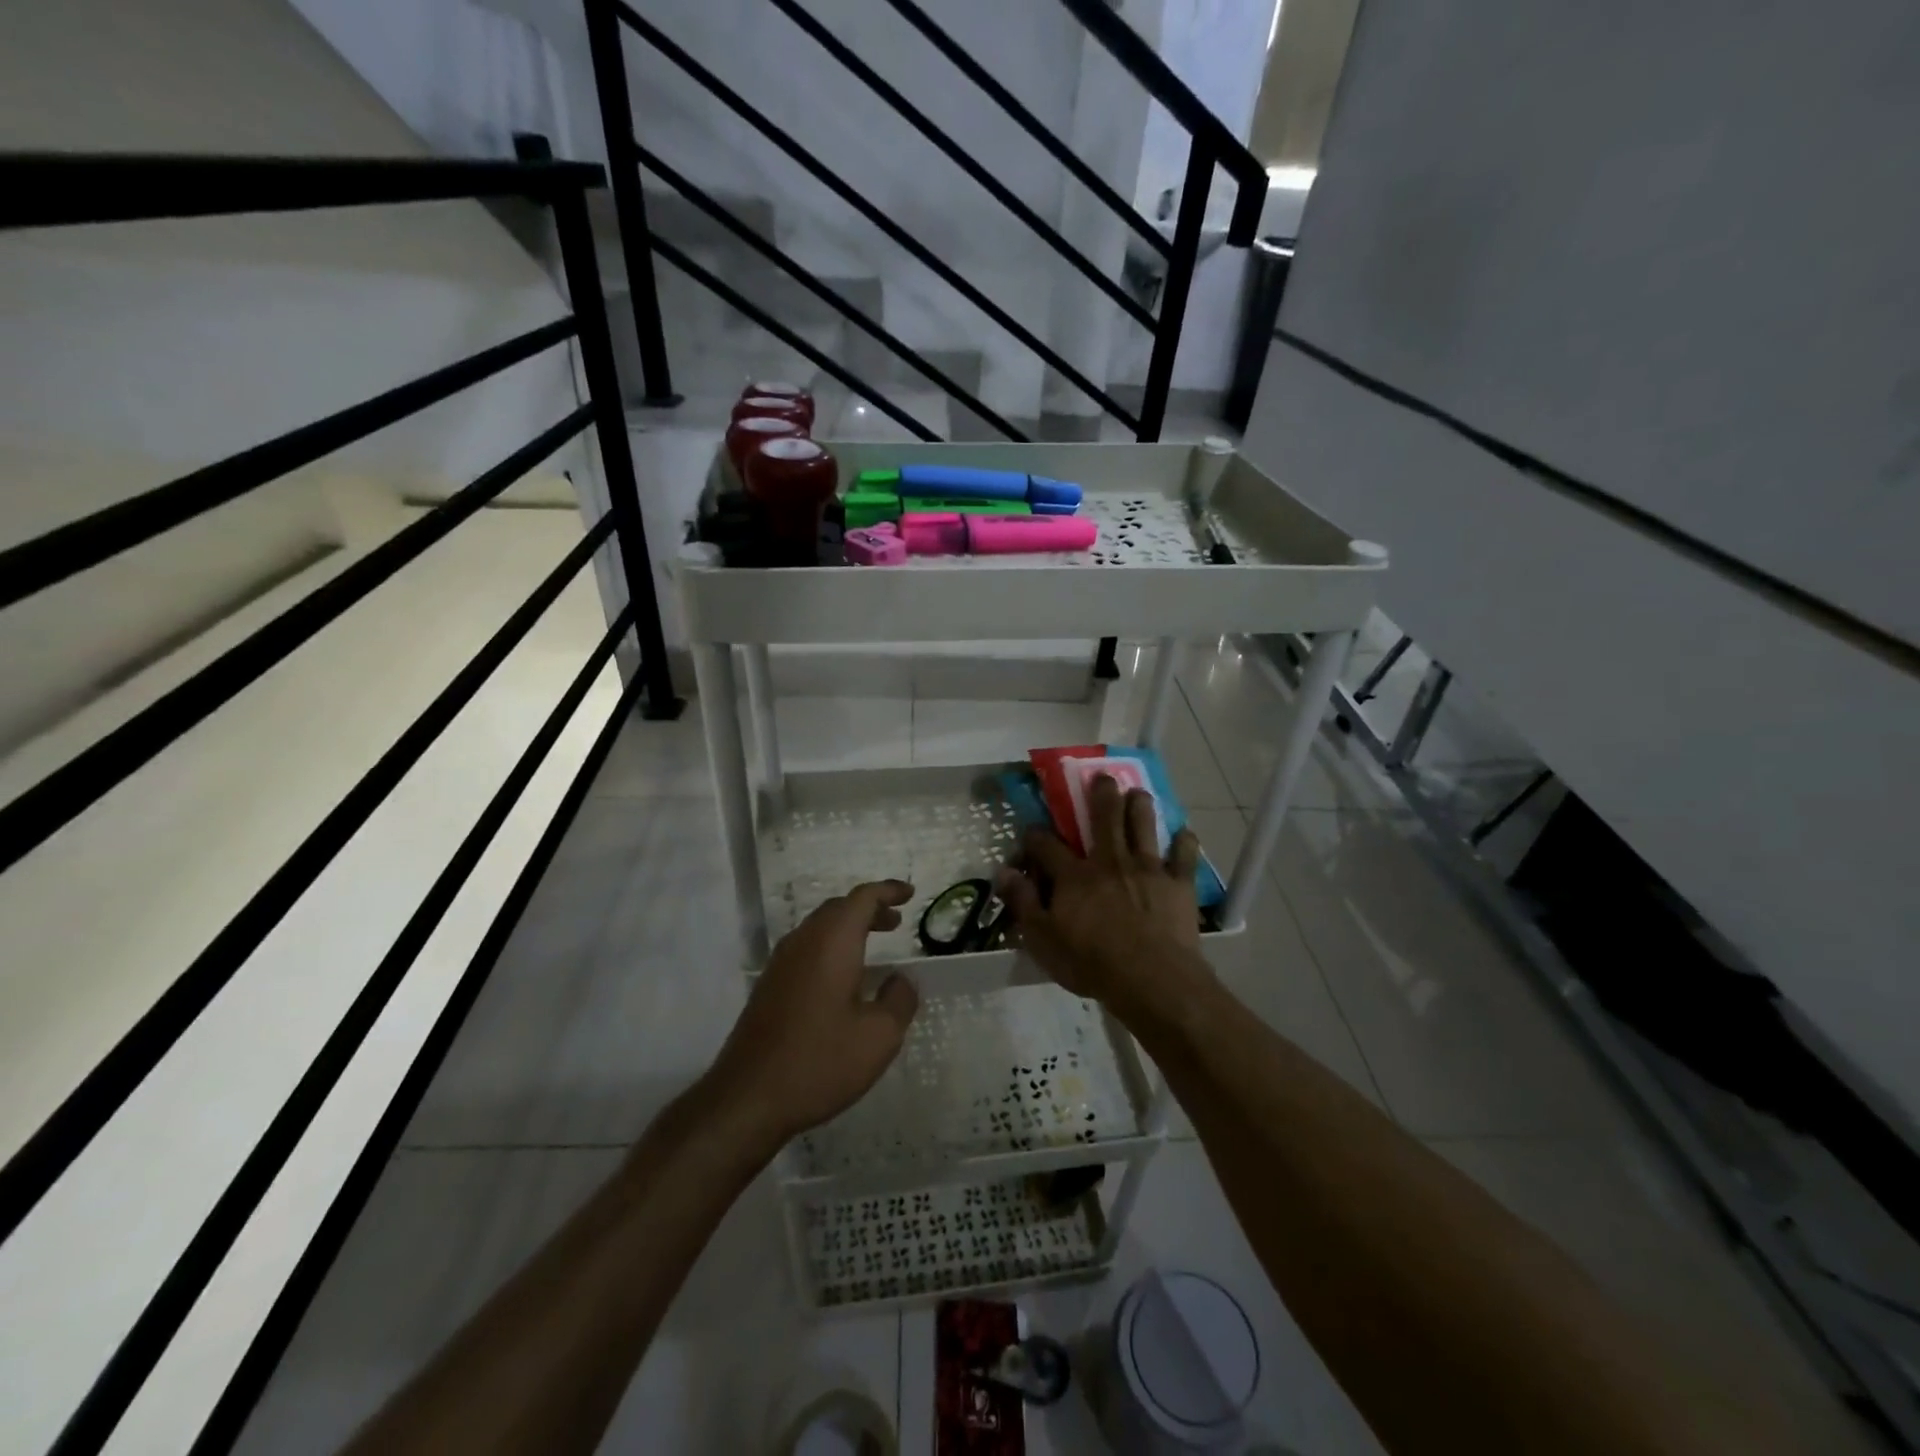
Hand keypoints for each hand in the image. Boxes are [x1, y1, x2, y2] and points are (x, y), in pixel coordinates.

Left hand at [704, 880, 919, 1147]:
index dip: (888, 891)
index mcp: (832, 942)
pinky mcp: (769, 986)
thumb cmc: (820, 1061)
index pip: (862, 898)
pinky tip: (842, 978)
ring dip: (848, 928)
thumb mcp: (879, 1036)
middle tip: (895, 922)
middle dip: (869, 909)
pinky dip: (831, 948)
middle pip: (838, 908)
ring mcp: (781, 963)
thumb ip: (899, 1000)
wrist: (748, 1098)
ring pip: (819, 928)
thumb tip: (900, 980)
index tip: (909, 894)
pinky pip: (806, 949)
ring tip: (874, 945)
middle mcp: (803, 942)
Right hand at [997, 775, 1211, 1020]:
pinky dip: (1184, 842)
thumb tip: (1003, 872)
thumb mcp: (1043, 939)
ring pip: (1143, 825)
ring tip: (1138, 793)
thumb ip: (1023, 903)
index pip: (1047, 845)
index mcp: (1074, 876)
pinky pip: (1184, 855)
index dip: (1036, 836)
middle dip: (1102, 793)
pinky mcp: (1178, 882)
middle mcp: (1110, 861)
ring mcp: (1147, 868)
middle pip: (1105, 817)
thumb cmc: (1091, 963)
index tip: (1031, 832)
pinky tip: (1184, 834)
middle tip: (1103, 777)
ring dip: (1140, 805)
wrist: (1151, 979)